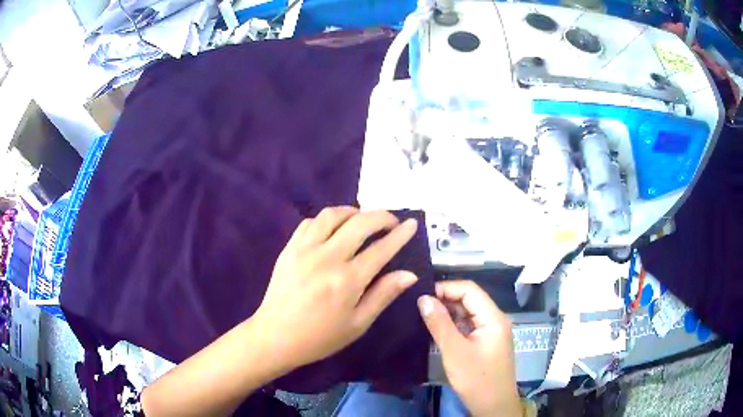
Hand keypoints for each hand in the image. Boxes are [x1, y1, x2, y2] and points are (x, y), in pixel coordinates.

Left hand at [252, 207, 418, 371]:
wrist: (276, 337)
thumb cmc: (320, 337)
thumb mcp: (358, 323)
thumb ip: (383, 294)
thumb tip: (409, 274)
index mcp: (347, 280)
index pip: (381, 249)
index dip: (400, 234)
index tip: (412, 224)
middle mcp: (327, 258)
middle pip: (359, 223)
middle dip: (381, 217)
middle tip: (391, 222)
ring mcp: (304, 249)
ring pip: (332, 215)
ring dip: (352, 212)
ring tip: (362, 220)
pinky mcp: (288, 248)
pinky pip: (310, 223)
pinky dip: (327, 220)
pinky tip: (333, 230)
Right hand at [418, 281, 520, 416]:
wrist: (493, 406)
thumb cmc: (476, 379)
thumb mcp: (454, 351)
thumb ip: (439, 324)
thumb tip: (423, 298)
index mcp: (493, 318)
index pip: (470, 290)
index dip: (446, 288)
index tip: (422, 296)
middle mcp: (495, 320)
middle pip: (470, 300)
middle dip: (446, 300)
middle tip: (419, 306)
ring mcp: (492, 332)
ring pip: (469, 313)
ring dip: (449, 313)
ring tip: (424, 316)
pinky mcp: (487, 343)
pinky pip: (469, 326)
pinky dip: (454, 325)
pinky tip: (438, 330)